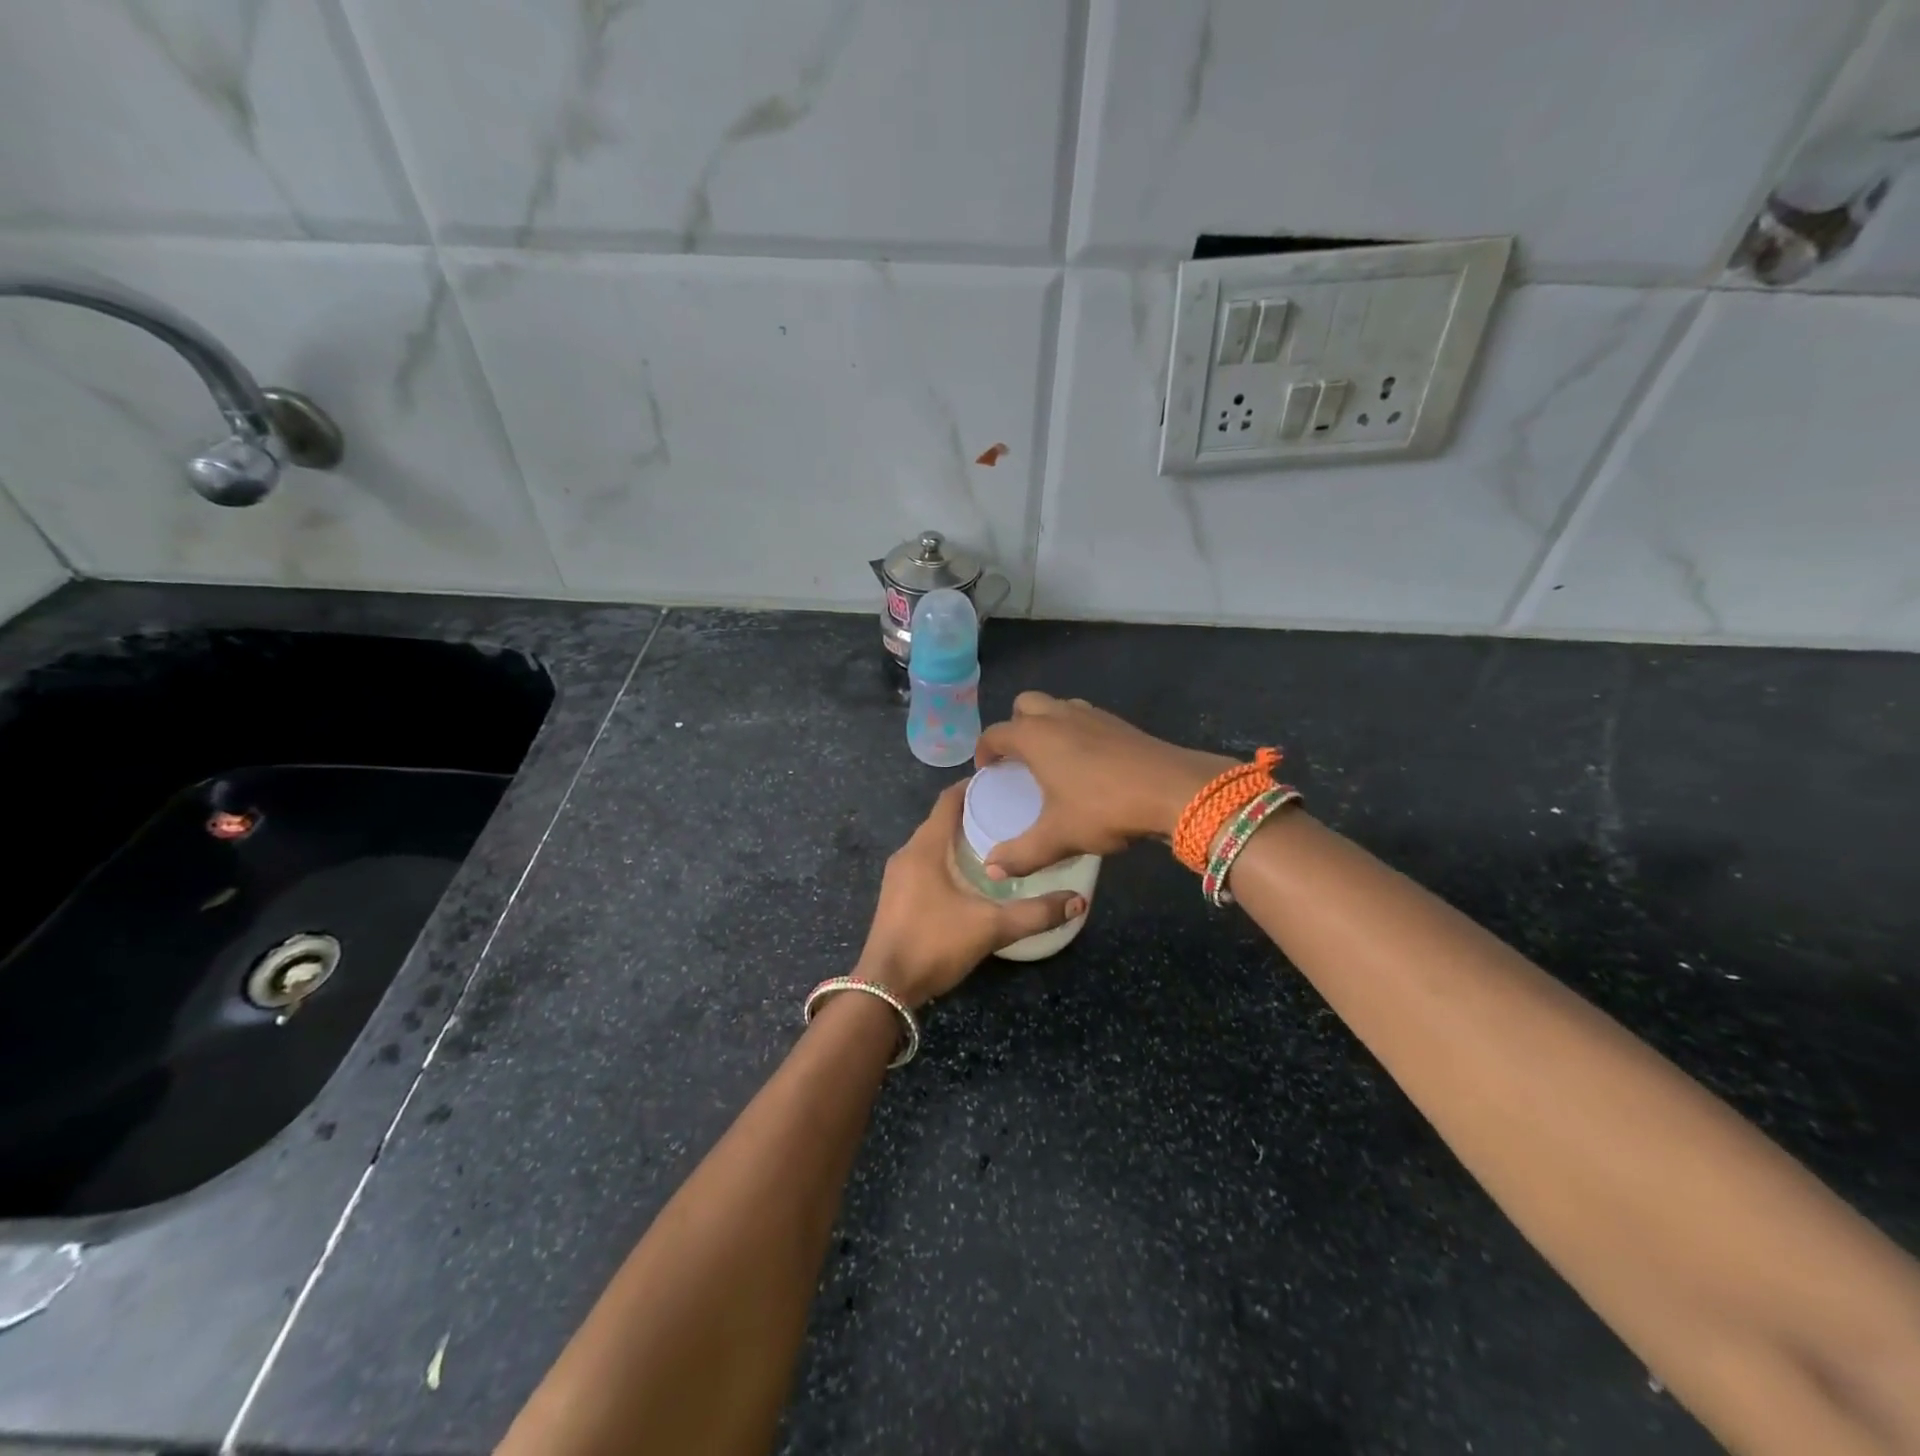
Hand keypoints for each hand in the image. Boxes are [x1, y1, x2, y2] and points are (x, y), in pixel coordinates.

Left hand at [856, 782, 1085, 1008]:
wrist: (885, 988)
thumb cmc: (934, 944)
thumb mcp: (990, 927)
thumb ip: (1035, 914)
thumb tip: (1078, 901)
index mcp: (925, 847)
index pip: (948, 800)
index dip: (974, 786)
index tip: (1005, 782)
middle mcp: (908, 854)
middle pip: (942, 820)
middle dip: (974, 812)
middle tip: (1013, 813)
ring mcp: (899, 876)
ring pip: (934, 843)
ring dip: (961, 838)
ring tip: (1000, 841)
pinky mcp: (898, 896)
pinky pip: (927, 863)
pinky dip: (950, 858)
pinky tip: (974, 875)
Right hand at [974, 692, 1233, 876]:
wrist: (1172, 789)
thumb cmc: (1104, 808)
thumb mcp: (1058, 837)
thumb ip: (1021, 854)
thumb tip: (992, 869)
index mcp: (1034, 736)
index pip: (995, 733)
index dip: (984, 752)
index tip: (987, 772)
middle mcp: (1058, 716)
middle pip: (1025, 705)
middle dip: (1015, 726)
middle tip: (1018, 759)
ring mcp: (1091, 714)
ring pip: (1057, 706)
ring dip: (1047, 724)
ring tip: (1050, 759)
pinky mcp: (1119, 722)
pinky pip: (1084, 717)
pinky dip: (1075, 731)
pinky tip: (1086, 763)